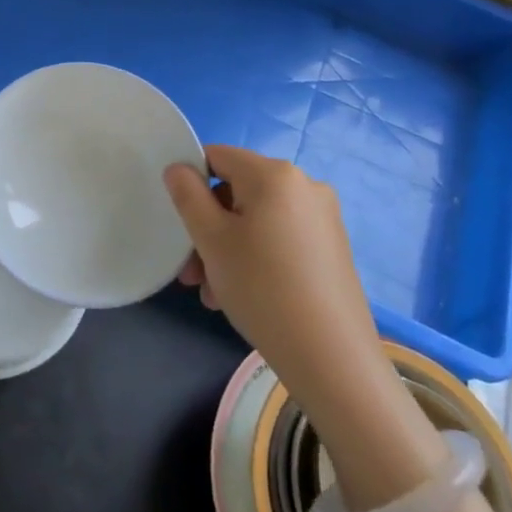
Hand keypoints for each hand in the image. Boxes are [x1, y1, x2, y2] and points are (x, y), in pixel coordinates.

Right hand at [164, 146, 386, 405]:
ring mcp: (322, 217)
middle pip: (237, 192)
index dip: (190, 182)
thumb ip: (187, 196)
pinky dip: (256, 257)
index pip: (217, 156)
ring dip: (227, 249)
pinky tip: (243, 295)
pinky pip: (280, 238)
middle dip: (208, 228)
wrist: (331, 355)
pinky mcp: (332, 247)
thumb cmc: (262, 287)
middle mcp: (304, 185)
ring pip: (257, 220)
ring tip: (213, 294)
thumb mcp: (211, 239)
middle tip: (192, 272)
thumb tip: (179, 168)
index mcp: (274, 174)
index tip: (179, 222)